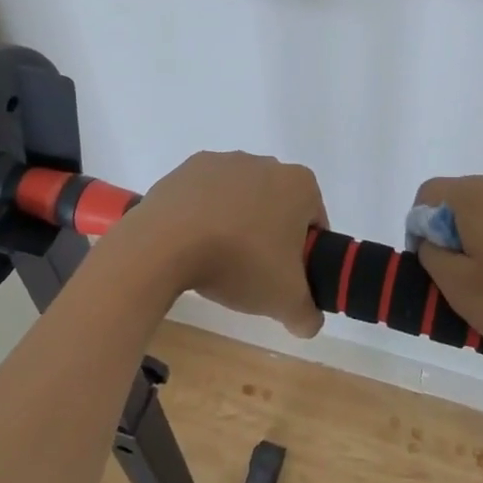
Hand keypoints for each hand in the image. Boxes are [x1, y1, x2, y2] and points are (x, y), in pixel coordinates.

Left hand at [124, 151, 327, 338]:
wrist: (169, 242)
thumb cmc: (241, 261)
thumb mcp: (285, 300)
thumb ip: (307, 314)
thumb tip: (308, 321)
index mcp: (299, 184)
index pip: (314, 221)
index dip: (305, 253)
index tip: (286, 277)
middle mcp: (266, 163)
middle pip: (277, 205)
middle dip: (269, 235)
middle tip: (254, 273)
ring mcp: (225, 161)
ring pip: (241, 198)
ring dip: (236, 223)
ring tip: (218, 261)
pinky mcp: (190, 167)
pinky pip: (206, 195)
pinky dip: (204, 214)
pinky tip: (192, 243)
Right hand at [413, 175, 482, 381]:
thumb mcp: (461, 290)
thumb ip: (433, 254)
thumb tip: (431, 234)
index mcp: (478, 195)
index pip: (428, 194)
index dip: (420, 230)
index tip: (434, 271)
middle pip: (459, 200)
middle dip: (451, 237)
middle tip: (462, 286)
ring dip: (481, 246)